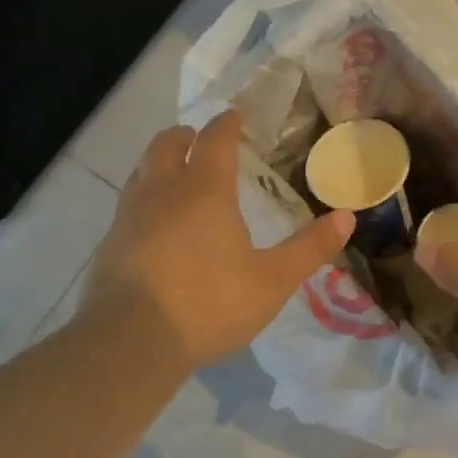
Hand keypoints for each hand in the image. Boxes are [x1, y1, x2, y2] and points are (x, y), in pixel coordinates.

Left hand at [78, 112, 354, 371]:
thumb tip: (347, 217)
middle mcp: (162, 191)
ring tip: (174, 174)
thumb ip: (310, 248)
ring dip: (159, 163)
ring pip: (141, 171)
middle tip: (198, 139)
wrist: (132, 340)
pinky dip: (144, 198)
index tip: (234, 117)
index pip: (215, 141)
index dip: (226, 125)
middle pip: (166, 145)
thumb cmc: (209, 304)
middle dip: (185, 136)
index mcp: (204, 190)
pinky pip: (128, 204)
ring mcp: (129, 216)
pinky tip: (153, 224)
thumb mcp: (272, 280)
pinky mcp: (110, 243)